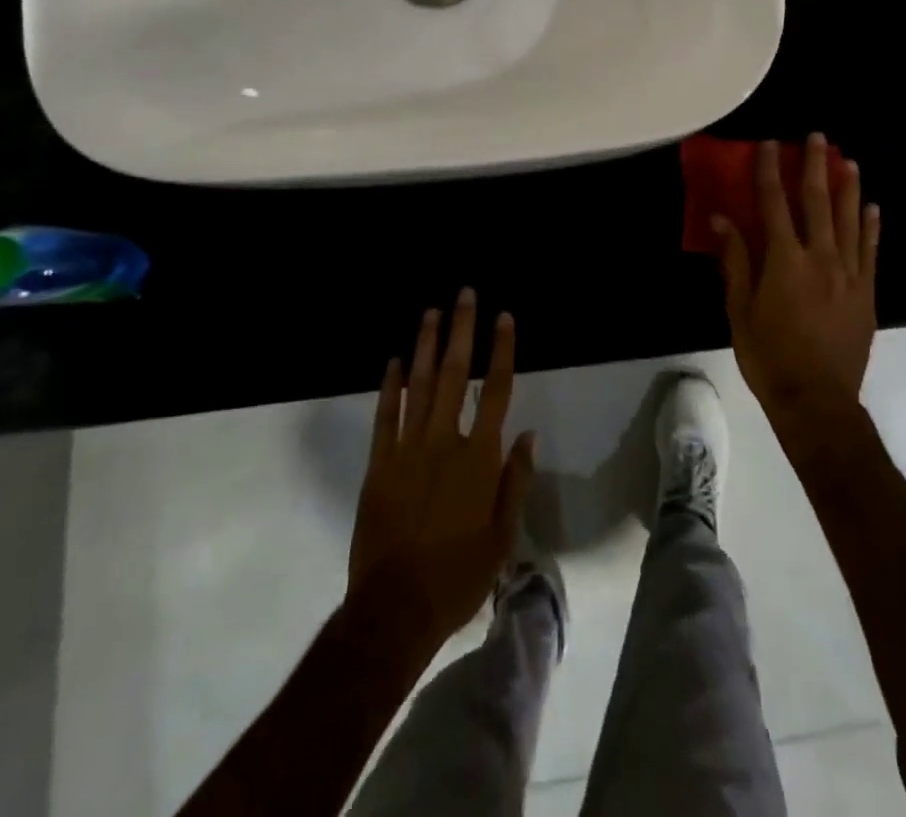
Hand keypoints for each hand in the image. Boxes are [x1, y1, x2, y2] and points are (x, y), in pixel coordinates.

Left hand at [346, 289, 535, 652]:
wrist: (394, 611)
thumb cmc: (458, 577)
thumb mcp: (502, 538)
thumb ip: (515, 482)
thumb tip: (527, 435)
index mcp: (478, 458)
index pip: (495, 390)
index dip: (501, 350)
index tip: (504, 317)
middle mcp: (443, 441)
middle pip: (454, 374)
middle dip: (461, 330)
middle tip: (464, 294)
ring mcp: (406, 450)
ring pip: (417, 385)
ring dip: (425, 345)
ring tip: (431, 312)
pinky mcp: (378, 465)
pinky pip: (384, 415)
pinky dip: (389, 386)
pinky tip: (392, 361)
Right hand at [713, 134, 878, 450]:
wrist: (817, 400)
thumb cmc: (769, 356)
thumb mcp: (739, 310)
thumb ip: (735, 260)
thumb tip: (721, 218)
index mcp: (784, 260)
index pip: (773, 204)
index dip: (769, 171)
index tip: (769, 144)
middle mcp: (820, 257)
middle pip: (817, 202)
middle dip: (815, 166)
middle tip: (817, 138)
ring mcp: (849, 273)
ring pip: (850, 219)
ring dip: (848, 187)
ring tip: (848, 160)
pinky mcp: (867, 292)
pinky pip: (871, 250)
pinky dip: (871, 226)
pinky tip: (872, 207)